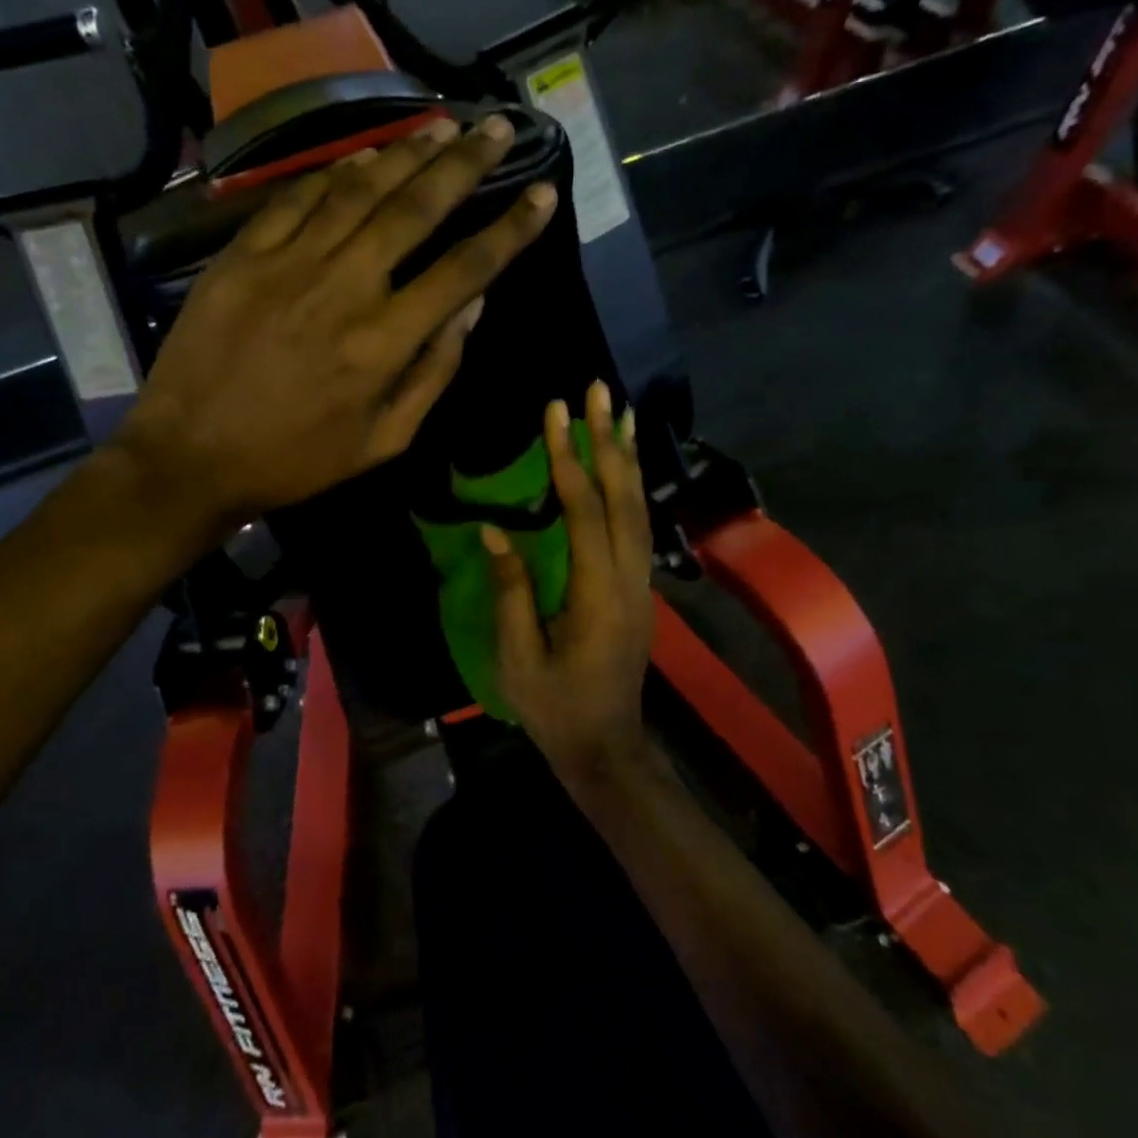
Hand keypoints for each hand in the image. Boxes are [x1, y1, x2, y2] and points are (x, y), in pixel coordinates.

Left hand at [117, 114, 556, 537]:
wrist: (191, 457)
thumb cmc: (296, 461)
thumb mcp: (383, 442)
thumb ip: (432, 374)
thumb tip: (471, 308)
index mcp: (384, 343)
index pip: (464, 269)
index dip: (511, 230)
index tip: (544, 194)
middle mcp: (344, 288)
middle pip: (415, 209)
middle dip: (465, 164)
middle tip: (497, 128)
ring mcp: (288, 264)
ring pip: (359, 191)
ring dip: (406, 153)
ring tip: (443, 126)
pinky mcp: (242, 256)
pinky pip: (297, 199)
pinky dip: (336, 173)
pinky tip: (364, 157)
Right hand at [487, 380, 654, 777]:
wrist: (606, 747)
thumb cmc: (554, 708)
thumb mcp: (518, 658)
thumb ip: (511, 592)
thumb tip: (496, 533)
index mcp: (598, 595)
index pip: (584, 511)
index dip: (568, 459)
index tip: (555, 412)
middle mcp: (629, 580)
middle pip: (624, 498)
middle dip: (610, 441)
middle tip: (600, 391)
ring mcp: (641, 585)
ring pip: (639, 509)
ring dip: (628, 459)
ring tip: (621, 414)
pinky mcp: (639, 591)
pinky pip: (638, 527)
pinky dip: (631, 489)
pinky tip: (622, 471)